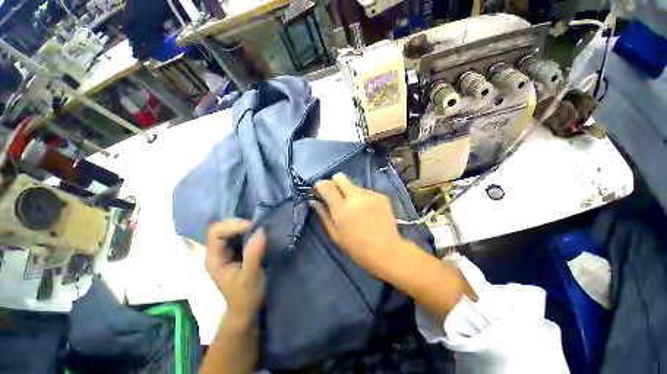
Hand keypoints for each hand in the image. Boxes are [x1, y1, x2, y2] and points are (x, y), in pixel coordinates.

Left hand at [205, 219, 265, 319]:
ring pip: (232, 230)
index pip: (216, 232)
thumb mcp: (250, 276)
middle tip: (258, 227)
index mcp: (214, 258)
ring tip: (261, 230)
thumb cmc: (246, 296)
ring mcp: (226, 251)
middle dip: (240, 225)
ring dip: (246, 227)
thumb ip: (254, 254)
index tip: (253, 228)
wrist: (247, 309)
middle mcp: (217, 252)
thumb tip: (261, 230)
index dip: (233, 226)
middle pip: (223, 228)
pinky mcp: (236, 252)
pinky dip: (250, 231)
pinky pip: (241, 235)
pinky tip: (259, 235)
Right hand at [312, 173, 406, 272]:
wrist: (387, 252)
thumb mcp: (335, 235)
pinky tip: (368, 211)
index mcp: (341, 209)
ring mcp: (370, 195)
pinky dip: (363, 198)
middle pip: (340, 177)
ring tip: (356, 209)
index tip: (320, 191)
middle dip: (334, 183)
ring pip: (354, 186)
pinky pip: (366, 192)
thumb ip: (323, 215)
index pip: (326, 185)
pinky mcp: (381, 196)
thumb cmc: (357, 248)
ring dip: (351, 193)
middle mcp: (355, 197)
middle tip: (336, 196)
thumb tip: (314, 201)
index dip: (320, 185)